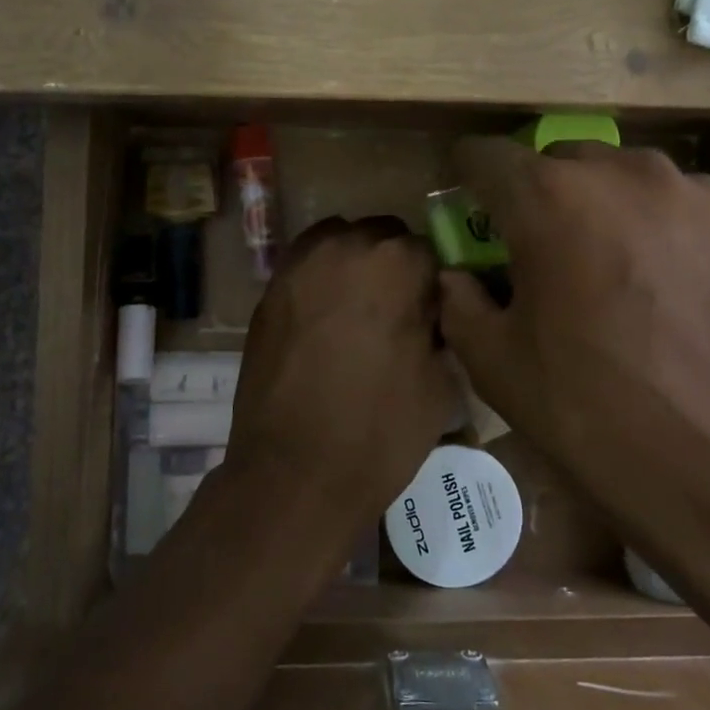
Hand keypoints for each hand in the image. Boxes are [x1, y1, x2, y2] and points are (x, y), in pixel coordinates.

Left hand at [225, 216, 458, 528]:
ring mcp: (298, 266)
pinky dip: (319, 280)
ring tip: (355, 312)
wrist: (294, 473)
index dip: (432, 285)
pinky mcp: (267, 291)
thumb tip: (428, 312)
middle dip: (392, 266)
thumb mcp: (441, 382)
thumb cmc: (380, 432)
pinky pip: (304, 267)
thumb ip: (440, 328)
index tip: (429, 315)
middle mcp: (344, 247)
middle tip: (393, 313)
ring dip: (353, 265)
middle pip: (380, 236)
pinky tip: (323, 320)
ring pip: (338, 242)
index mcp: (396, 262)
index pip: (427, 251)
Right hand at [436, 138, 709, 504]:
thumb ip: (458, 300)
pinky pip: (674, 205)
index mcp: (549, 198)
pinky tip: (662, 286)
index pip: (485, 155)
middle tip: (539, 250)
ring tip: (607, 267)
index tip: (466, 206)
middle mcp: (621, 172)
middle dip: (537, 195)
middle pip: (557, 160)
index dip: (465, 177)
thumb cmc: (590, 413)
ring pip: (620, 177)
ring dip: (598, 207)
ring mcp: (690, 193)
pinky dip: (653, 227)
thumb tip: (459, 275)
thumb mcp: (494, 362)